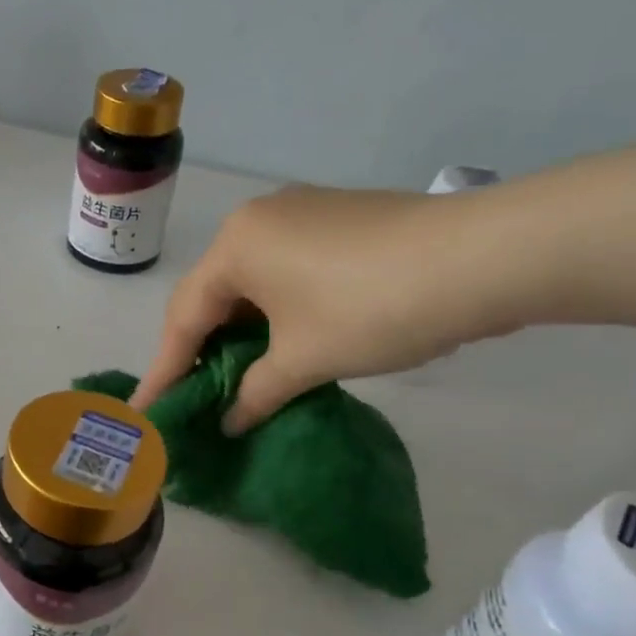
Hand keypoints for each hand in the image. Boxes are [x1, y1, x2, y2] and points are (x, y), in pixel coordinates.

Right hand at [133, 185, 521, 432]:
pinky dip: (273, 312)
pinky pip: (283, 272)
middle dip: (201, 349)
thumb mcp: (304, 360)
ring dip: (240, 332)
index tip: (148, 409)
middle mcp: (258, 220)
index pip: (185, 317)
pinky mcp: (338, 221)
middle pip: (213, 295)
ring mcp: (301, 213)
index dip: (166, 370)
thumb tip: (230, 421)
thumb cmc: (372, 309)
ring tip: (234, 377)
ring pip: (251, 283)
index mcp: (236, 246)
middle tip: (191, 395)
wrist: (487, 257)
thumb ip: (255, 393)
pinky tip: (281, 343)